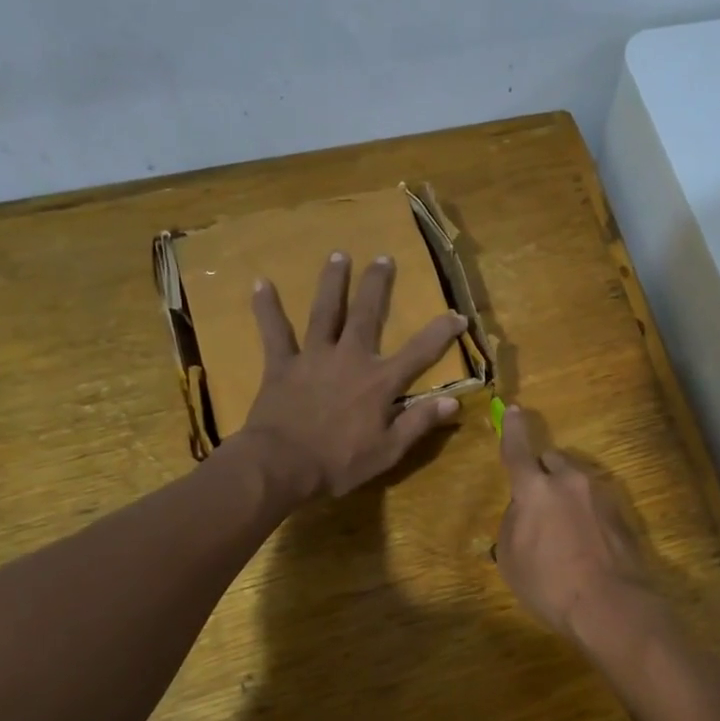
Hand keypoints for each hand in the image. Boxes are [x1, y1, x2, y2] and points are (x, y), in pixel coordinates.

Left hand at [237, 252, 465, 497]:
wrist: (281, 465)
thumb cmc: (339, 462)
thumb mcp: (389, 451)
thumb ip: (420, 422)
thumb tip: (453, 402)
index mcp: (380, 381)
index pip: (420, 352)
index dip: (441, 332)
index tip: (458, 315)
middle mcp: (350, 358)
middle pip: (367, 314)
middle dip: (378, 285)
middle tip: (383, 258)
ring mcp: (314, 357)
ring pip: (325, 312)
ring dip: (332, 282)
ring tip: (338, 255)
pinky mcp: (282, 365)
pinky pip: (274, 331)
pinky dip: (267, 308)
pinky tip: (261, 283)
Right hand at [495, 405, 663, 645]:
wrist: (611, 605)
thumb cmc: (550, 584)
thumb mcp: (511, 559)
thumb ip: (513, 523)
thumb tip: (523, 511)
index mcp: (536, 490)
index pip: (518, 450)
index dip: (514, 430)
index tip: (514, 410)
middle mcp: (570, 482)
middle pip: (552, 461)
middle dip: (542, 473)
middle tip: (537, 504)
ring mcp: (601, 495)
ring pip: (576, 481)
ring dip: (566, 494)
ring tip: (563, 531)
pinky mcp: (623, 513)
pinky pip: (595, 502)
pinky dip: (586, 513)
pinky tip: (585, 543)